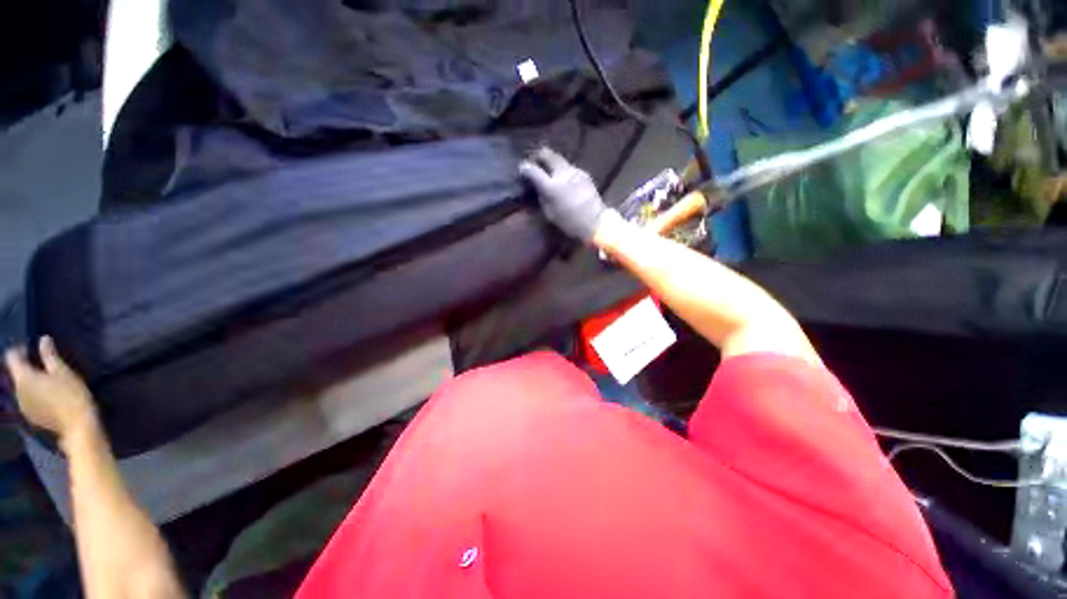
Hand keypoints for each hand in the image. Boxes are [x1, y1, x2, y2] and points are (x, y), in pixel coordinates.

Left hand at [5, 337, 96, 440]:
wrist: (77, 424)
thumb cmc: (71, 394)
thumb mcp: (63, 371)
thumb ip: (50, 355)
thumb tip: (44, 339)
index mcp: (24, 377)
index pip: (12, 357)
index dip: (19, 350)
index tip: (30, 348)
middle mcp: (17, 391)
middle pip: (17, 374)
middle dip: (26, 368)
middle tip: (41, 365)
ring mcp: (23, 406)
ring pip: (22, 388)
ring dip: (31, 382)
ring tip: (47, 382)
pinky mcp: (30, 415)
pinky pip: (28, 400)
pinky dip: (35, 395)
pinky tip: (48, 397)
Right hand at [519, 147, 609, 241]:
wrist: (594, 222)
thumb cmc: (569, 222)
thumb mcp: (549, 212)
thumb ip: (542, 196)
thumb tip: (537, 186)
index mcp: (551, 186)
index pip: (532, 169)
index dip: (525, 167)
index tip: (522, 169)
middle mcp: (562, 173)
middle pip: (547, 154)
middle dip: (538, 155)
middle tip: (534, 161)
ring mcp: (574, 171)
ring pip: (559, 160)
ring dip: (552, 163)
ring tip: (549, 171)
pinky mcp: (584, 173)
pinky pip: (569, 168)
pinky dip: (562, 171)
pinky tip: (563, 180)